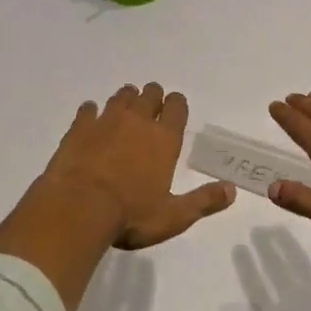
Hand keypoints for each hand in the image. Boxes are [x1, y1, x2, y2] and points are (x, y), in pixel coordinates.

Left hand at [0, 83, 237, 310]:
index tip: (174, 109)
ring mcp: (106, 120)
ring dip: (126, 99)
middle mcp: (137, 121)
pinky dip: (92, 111)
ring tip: (126, 109)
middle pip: (149, 94)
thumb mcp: (173, 216)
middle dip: (153, 97)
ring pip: (121, 96)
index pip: (176, 106)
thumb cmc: (131, 215)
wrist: (78, 208)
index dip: (177, 104)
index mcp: (164, 139)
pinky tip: (91, 118)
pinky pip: (88, 109)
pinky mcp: (79, 127)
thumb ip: (203, 201)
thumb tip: (232, 190)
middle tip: (151, 108)